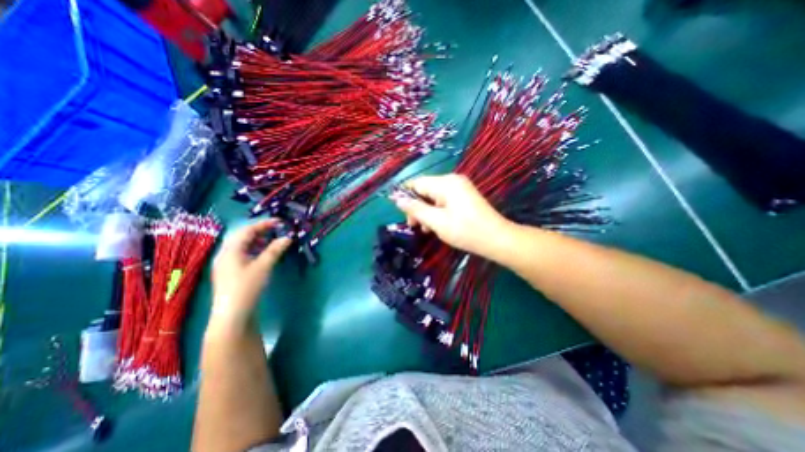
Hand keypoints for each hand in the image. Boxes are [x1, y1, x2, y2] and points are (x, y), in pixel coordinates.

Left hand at [210, 218, 291, 331]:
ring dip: (258, 241)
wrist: (233, 315)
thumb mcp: (263, 266)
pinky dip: (254, 250)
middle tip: (276, 230)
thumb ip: (275, 250)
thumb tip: (288, 237)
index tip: (280, 222)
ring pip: (242, 246)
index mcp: (230, 250)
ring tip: (272, 241)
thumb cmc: (247, 287)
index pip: (247, 230)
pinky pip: (242, 255)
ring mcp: (226, 265)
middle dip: (260, 231)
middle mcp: (225, 255)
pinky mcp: (231, 273)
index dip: (264, 224)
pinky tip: (263, 255)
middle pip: (242, 237)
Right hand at [391, 173, 514, 257]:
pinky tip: (436, 225)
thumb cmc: (465, 231)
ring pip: (433, 197)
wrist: (497, 239)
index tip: (402, 214)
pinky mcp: (464, 197)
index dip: (406, 196)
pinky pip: (444, 201)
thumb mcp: (436, 221)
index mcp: (445, 183)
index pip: (417, 183)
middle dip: (417, 207)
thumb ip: (416, 209)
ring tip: (425, 229)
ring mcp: (460, 188)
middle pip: (425, 190)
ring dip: (426, 212)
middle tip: (414, 226)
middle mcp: (452, 180)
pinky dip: (437, 212)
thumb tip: (397, 199)